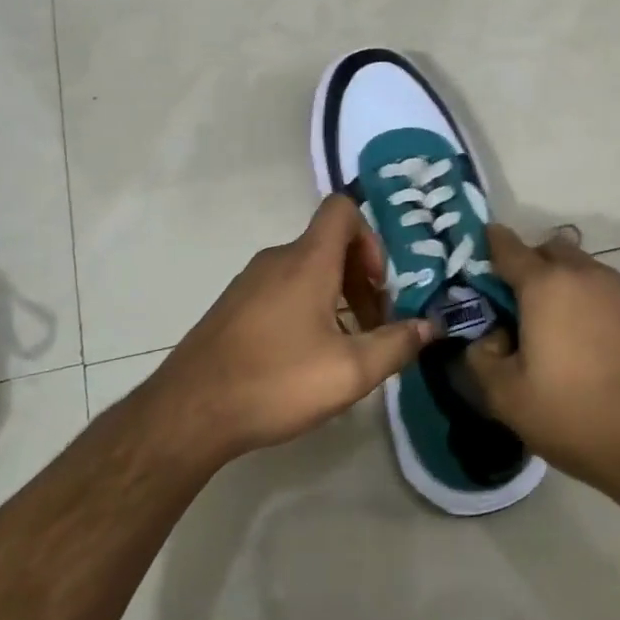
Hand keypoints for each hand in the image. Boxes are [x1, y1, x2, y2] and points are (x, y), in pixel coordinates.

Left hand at [150, 194, 433, 462]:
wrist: (190, 410)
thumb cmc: (276, 382)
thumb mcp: (350, 372)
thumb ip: (396, 345)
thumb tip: (429, 327)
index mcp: (307, 261)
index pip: (342, 209)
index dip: (371, 237)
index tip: (379, 285)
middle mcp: (277, 259)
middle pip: (329, 245)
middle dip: (360, 279)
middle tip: (373, 327)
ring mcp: (250, 281)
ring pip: (306, 270)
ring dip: (336, 297)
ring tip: (344, 348)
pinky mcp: (234, 304)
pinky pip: (282, 288)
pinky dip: (306, 308)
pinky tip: (305, 357)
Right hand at [465, 225, 619, 507]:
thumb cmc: (576, 417)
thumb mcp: (505, 398)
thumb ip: (479, 358)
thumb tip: (486, 338)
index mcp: (546, 286)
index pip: (507, 247)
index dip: (488, 245)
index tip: (477, 257)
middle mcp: (586, 275)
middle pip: (549, 250)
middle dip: (529, 265)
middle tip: (515, 304)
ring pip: (582, 269)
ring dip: (562, 284)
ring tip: (554, 329)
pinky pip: (607, 292)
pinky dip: (590, 303)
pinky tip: (590, 345)